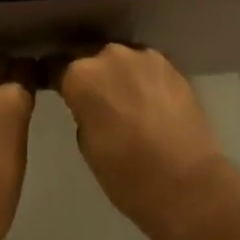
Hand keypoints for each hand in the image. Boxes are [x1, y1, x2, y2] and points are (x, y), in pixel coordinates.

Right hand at [54, 44, 239, 239]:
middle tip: (92, 98)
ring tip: (122, 99)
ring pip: (120, 59)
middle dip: (88, 73)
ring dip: (117, 74)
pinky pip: (146, 68)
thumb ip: (82, 111)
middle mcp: (110, 55)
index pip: (55, 65)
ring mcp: (145, 58)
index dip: (52, 77)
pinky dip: (141, 80)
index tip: (53, 87)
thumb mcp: (86, 143)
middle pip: (89, 56)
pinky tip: (146, 101)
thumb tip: (89, 103)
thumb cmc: (126, 174)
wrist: (187, 184)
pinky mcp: (173, 67)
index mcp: (81, 75)